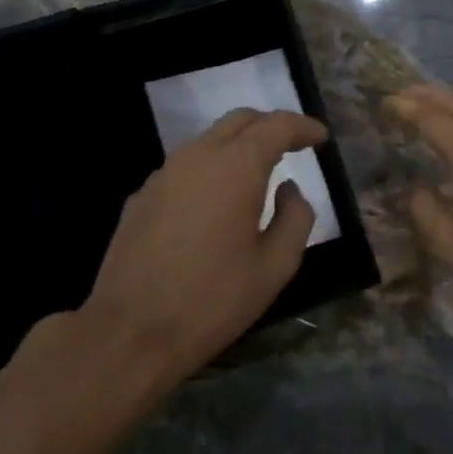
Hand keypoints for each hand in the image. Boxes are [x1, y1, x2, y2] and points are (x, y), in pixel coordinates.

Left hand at [17, 108, 326, 409]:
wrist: (131, 332)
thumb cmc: (214, 299)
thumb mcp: (276, 266)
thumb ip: (295, 218)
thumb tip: (288, 189)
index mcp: (235, 168)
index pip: (275, 126)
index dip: (303, 127)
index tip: (321, 138)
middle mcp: (196, 158)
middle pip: (239, 121)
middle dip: (271, 126)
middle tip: (294, 147)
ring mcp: (162, 175)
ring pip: (208, 141)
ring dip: (239, 146)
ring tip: (260, 174)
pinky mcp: (141, 197)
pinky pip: (186, 167)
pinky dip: (212, 169)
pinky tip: (218, 202)